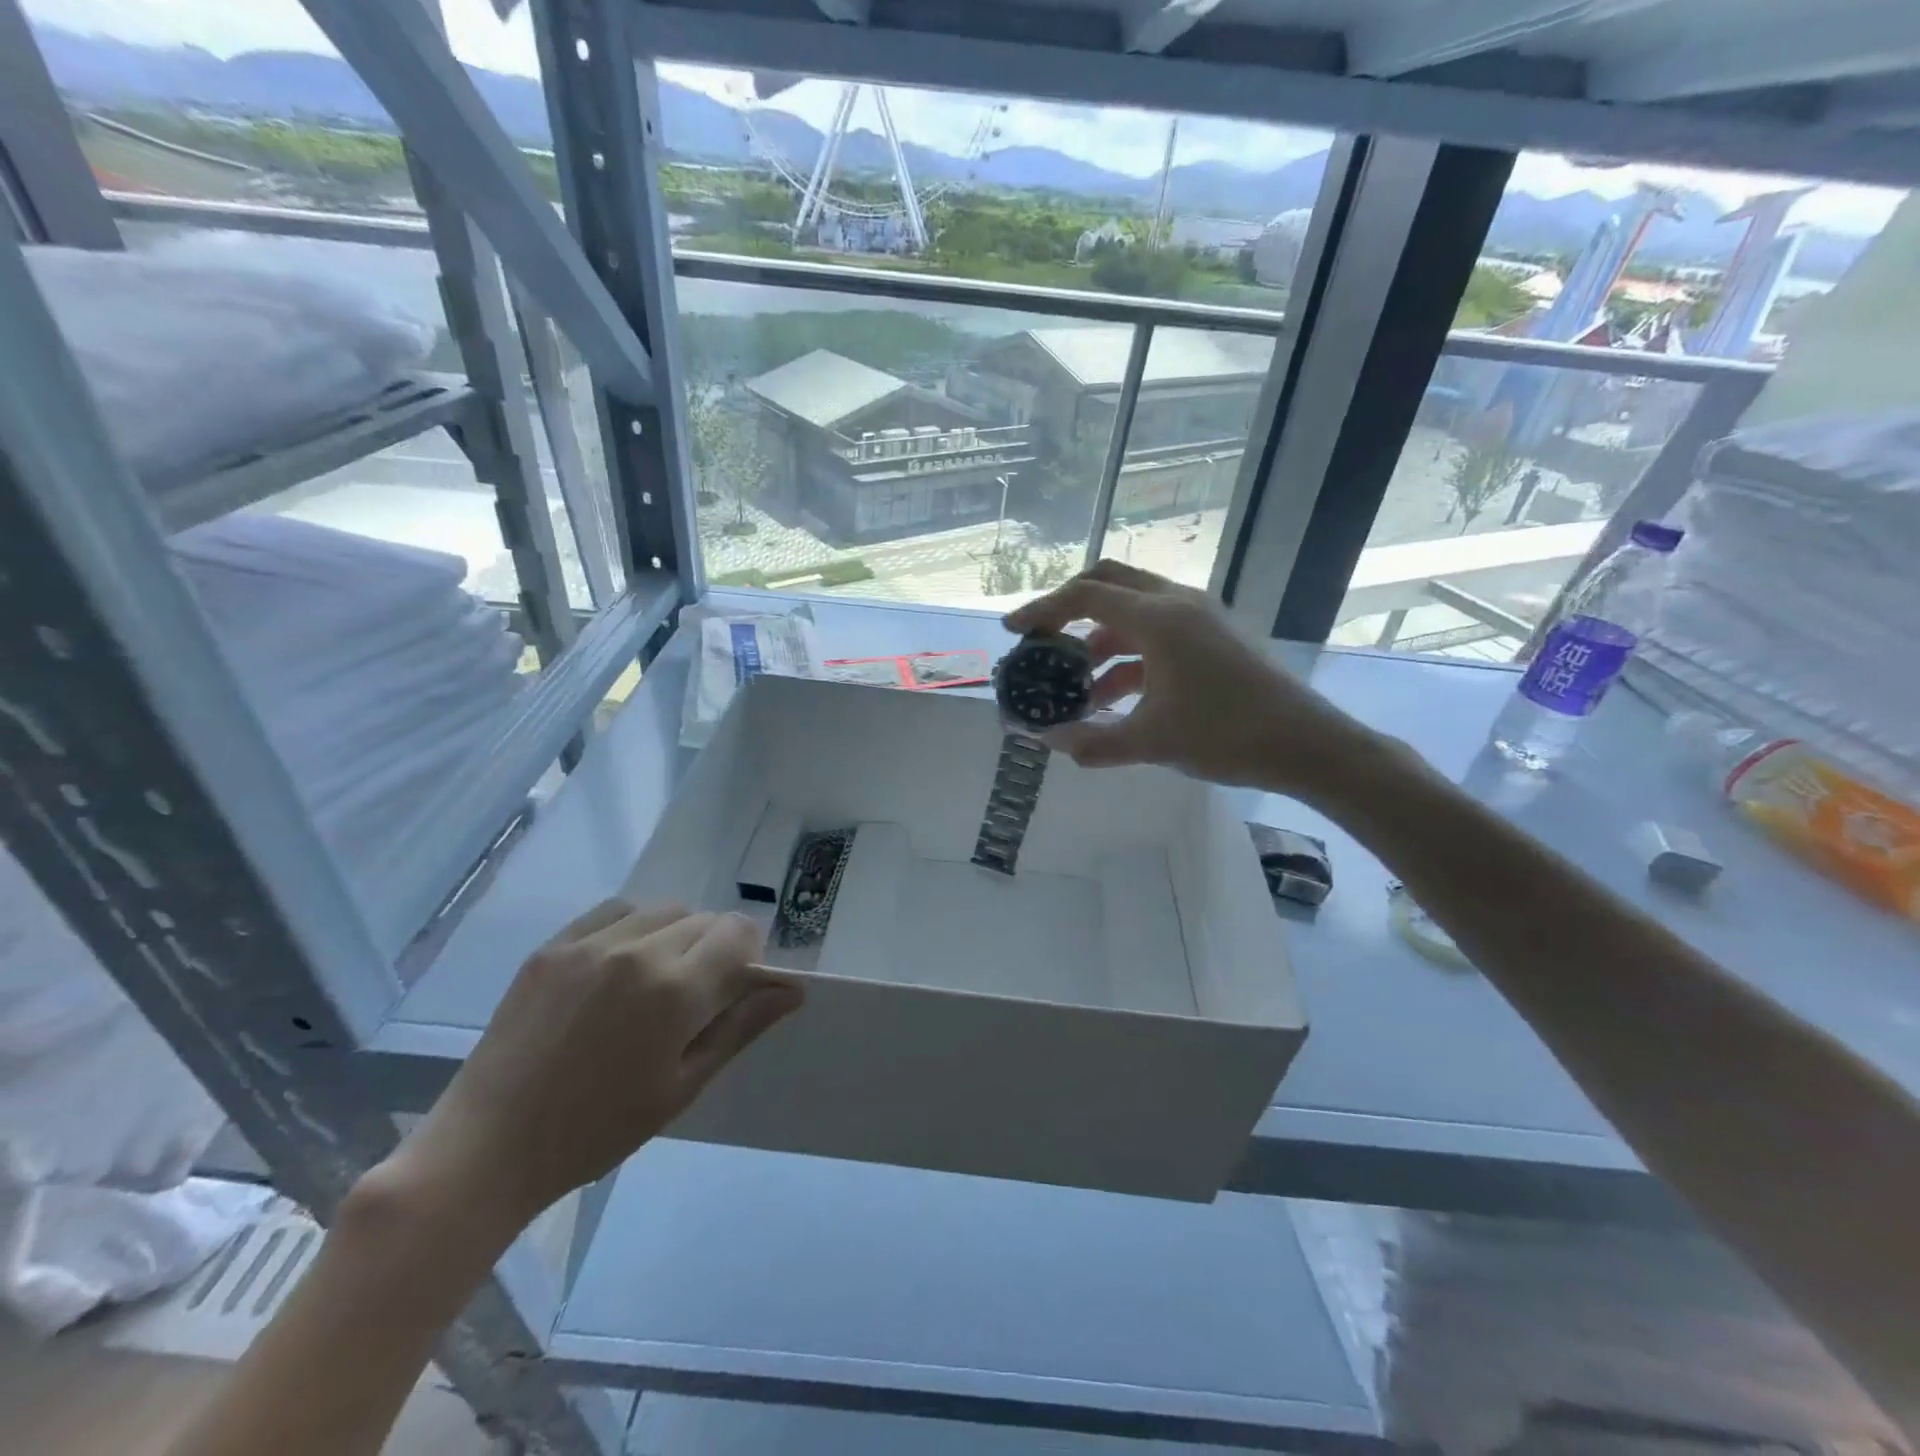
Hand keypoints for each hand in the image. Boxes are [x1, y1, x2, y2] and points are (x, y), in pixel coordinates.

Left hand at [380, 902, 802, 1234]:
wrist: (489, 1147)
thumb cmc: (598, 1129)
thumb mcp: (683, 1086)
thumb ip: (741, 1027)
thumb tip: (793, 990)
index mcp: (677, 990)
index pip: (739, 934)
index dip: (749, 956)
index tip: (735, 990)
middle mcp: (640, 950)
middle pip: (705, 921)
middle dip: (715, 950)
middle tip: (693, 999)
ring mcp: (592, 942)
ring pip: (665, 910)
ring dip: (678, 935)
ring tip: (655, 982)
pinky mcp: (556, 944)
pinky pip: (617, 910)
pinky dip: (635, 926)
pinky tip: (622, 964)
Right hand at [1004, 561, 1375, 798]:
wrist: (1306, 744)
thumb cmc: (1226, 736)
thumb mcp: (1149, 742)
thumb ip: (1090, 741)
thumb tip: (1044, 741)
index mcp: (1159, 618)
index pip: (1086, 595)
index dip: (1043, 610)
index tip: (1013, 632)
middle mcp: (1179, 603)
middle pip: (1110, 583)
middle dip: (1070, 609)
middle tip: (1043, 641)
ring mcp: (1201, 616)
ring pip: (1134, 611)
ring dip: (1100, 641)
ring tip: (1077, 688)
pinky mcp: (1215, 635)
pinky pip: (1158, 632)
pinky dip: (1129, 655)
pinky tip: (1116, 697)